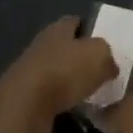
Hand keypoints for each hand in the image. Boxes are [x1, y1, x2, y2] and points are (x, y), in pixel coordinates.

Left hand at [0, 17, 116, 132]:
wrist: (23, 109)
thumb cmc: (63, 72)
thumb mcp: (99, 56)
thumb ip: (108, 56)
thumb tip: (109, 65)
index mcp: (58, 28)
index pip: (77, 22)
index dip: (92, 30)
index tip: (108, 43)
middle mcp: (41, 45)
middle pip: (66, 47)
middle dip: (82, 58)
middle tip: (103, 71)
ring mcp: (29, 72)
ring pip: (57, 72)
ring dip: (71, 82)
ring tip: (91, 94)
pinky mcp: (23, 98)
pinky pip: (49, 96)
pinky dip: (61, 101)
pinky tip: (74, 110)